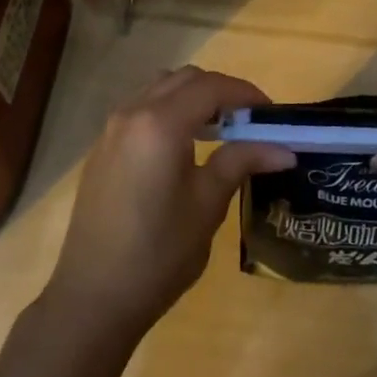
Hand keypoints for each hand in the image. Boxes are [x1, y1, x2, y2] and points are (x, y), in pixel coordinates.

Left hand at [45, 66, 293, 339]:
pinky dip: (169, 111)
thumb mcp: (207, 206)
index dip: (245, 93)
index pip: (211, 87)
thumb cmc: (158, 253)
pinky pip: (142, 108)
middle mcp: (133, 112)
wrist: (93, 296)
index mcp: (161, 123)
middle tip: (249, 121)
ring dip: (193, 97)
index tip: (272, 114)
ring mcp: (112, 128)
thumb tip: (283, 149)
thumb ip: (241, 162)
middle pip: (185, 79)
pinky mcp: (103, 147)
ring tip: (220, 130)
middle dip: (220, 91)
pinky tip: (185, 146)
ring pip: (160, 88)